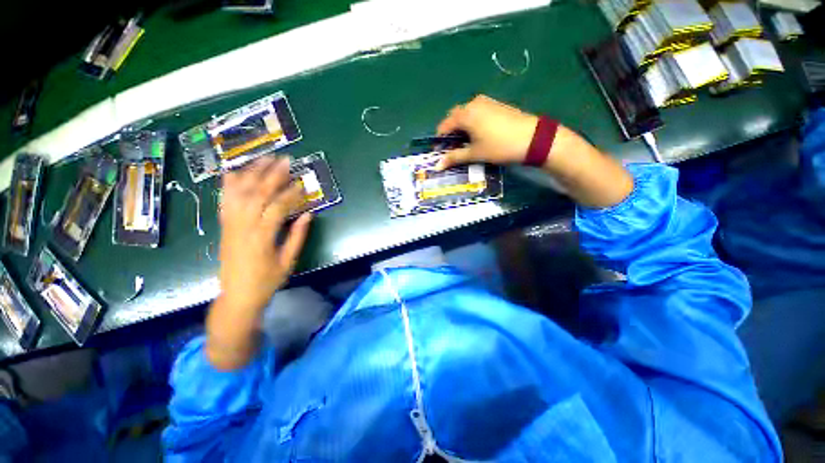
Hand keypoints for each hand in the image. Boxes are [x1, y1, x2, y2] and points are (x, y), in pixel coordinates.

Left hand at [218, 156, 311, 312]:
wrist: (236, 296)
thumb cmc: (267, 281)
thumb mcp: (288, 261)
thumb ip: (298, 236)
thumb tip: (309, 214)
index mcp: (261, 238)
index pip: (277, 208)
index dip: (291, 194)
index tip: (302, 183)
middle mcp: (242, 227)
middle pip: (256, 194)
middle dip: (272, 175)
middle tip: (285, 160)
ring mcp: (230, 224)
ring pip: (238, 192)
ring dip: (251, 173)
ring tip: (264, 159)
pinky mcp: (223, 225)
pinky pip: (224, 200)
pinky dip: (229, 184)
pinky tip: (235, 171)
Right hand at [437, 95, 632, 208]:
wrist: (533, 137)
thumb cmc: (499, 146)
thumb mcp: (474, 153)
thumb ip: (454, 157)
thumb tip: (436, 166)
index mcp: (465, 114)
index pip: (444, 126)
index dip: (440, 140)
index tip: (440, 152)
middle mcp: (473, 103)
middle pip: (454, 118)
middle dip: (451, 134)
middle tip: (454, 149)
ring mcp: (486, 102)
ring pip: (466, 115)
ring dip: (462, 129)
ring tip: (467, 144)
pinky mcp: (496, 105)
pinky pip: (477, 113)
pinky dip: (472, 124)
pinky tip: (479, 136)